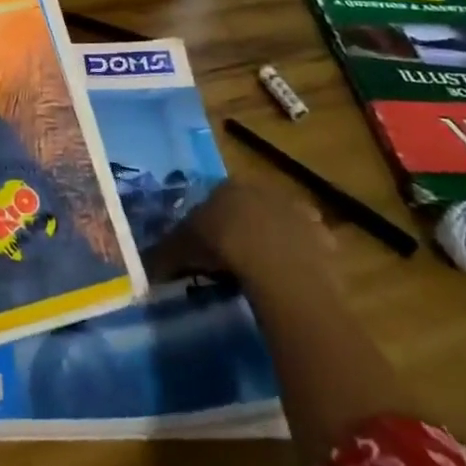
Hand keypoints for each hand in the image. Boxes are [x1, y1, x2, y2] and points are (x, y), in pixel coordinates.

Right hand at [156, 178, 337, 286]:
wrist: (276, 264)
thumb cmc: (222, 245)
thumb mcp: (182, 250)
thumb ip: (163, 255)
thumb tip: (143, 267)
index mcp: (227, 187)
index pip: (215, 199)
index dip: (210, 222)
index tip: (204, 246)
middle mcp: (262, 190)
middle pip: (250, 209)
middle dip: (243, 228)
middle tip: (233, 258)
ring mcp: (296, 211)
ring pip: (281, 224)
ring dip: (274, 241)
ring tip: (263, 270)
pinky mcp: (322, 237)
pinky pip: (309, 247)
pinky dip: (300, 259)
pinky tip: (290, 278)